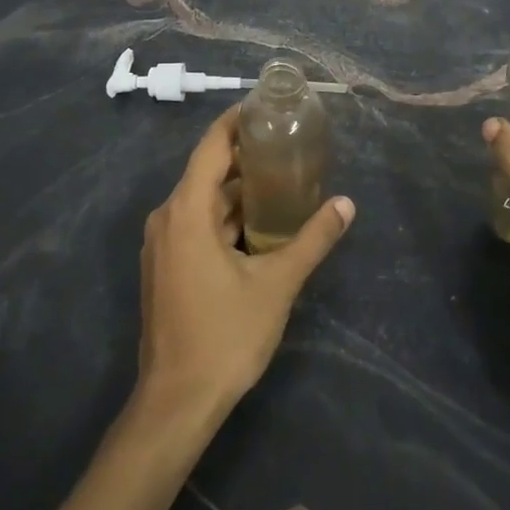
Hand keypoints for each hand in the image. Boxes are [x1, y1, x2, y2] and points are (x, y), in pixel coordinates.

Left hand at [137, 104, 354, 420]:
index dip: (236, 121)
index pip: (211, 147)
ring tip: (284, 181)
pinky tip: (261, 226)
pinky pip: (197, 226)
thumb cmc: (225, 335)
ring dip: (240, 192)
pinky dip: (226, 218)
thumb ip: (313, 239)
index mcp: (186, 212)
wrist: (176, 402)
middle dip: (247, 158)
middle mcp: (167, 219)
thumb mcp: (277, 284)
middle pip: (208, 173)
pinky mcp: (165, 268)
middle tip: (289, 146)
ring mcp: (162, 245)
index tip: (266, 106)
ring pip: (204, 203)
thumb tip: (347, 205)